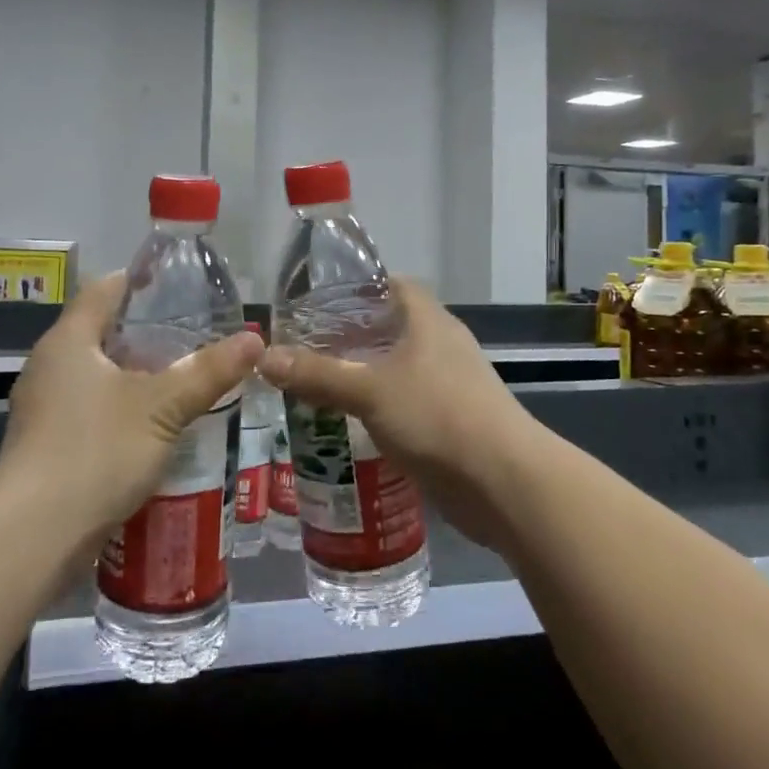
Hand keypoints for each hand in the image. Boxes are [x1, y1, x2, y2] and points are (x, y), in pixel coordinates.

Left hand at [0, 273, 262, 561]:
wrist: (32, 539)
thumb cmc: (95, 452)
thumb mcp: (162, 408)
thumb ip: (208, 371)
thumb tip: (254, 339)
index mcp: (68, 341)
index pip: (103, 289)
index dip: (140, 280)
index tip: (179, 284)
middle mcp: (49, 367)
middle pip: (100, 331)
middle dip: (146, 332)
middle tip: (194, 333)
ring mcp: (43, 409)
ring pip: (96, 374)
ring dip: (135, 374)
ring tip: (182, 377)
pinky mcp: (46, 446)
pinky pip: (90, 410)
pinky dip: (122, 408)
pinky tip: (155, 426)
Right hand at [256, 280, 532, 544]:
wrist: (503, 483)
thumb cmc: (438, 416)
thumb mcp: (370, 390)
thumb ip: (318, 374)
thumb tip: (264, 358)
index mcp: (429, 321)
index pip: (392, 285)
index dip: (357, 288)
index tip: (318, 301)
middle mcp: (441, 346)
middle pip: (391, 328)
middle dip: (350, 336)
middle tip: (305, 347)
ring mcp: (449, 385)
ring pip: (397, 370)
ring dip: (362, 376)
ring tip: (316, 384)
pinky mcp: (450, 422)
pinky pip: (406, 405)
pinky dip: (378, 409)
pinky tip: (347, 423)